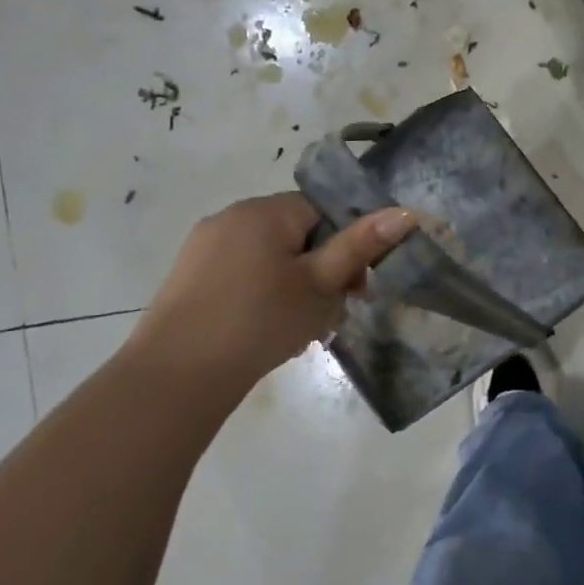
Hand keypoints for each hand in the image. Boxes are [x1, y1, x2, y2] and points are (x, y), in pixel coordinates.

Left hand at [123, 193, 415, 395]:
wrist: (178, 374)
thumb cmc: (261, 321)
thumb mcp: (321, 285)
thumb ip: (360, 246)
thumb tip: (405, 212)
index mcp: (265, 211)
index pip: (322, 211)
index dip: (345, 246)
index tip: (355, 286)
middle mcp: (231, 216)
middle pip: (295, 233)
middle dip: (319, 268)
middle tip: (329, 312)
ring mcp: (204, 246)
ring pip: (268, 256)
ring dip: (292, 283)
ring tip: (298, 326)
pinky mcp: (188, 275)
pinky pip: (240, 272)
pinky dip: (259, 293)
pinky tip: (263, 329)